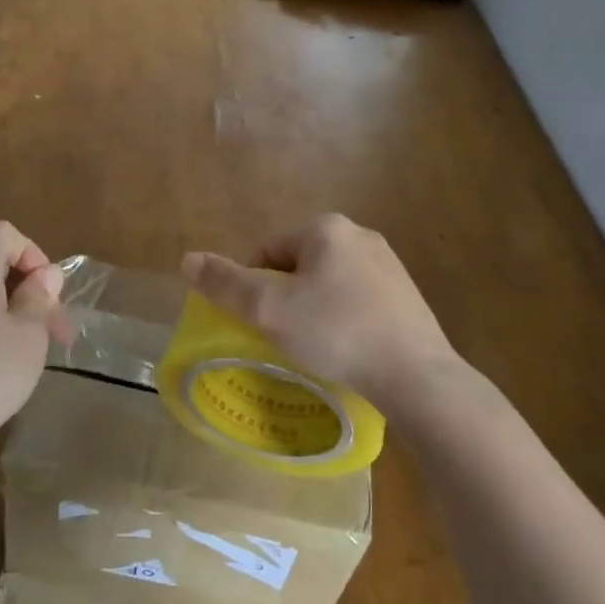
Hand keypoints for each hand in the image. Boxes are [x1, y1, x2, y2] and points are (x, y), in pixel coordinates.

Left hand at [0, 221, 72, 456]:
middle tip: (53, 326)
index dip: (32, 253)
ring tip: (33, 348)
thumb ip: (39, 296)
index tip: (47, 293)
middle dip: (27, 286)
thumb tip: (45, 274)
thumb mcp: (29, 334)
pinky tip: (1, 366)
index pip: (2, 233)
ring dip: (12, 309)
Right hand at [181, 214, 459, 412]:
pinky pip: (358, 300)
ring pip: (329, 283)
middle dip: (285, 297)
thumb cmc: (336, 332)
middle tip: (283, 337)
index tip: (258, 322)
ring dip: (314, 309)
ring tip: (314, 348)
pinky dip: (343, 320)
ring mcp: (388, 264)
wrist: (416, 375)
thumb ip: (225, 283)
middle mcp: (359, 235)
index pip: (268, 250)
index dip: (253, 286)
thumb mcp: (269, 309)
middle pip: (298, 265)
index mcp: (326, 228)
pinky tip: (346, 350)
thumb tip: (187, 259)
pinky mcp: (407, 295)